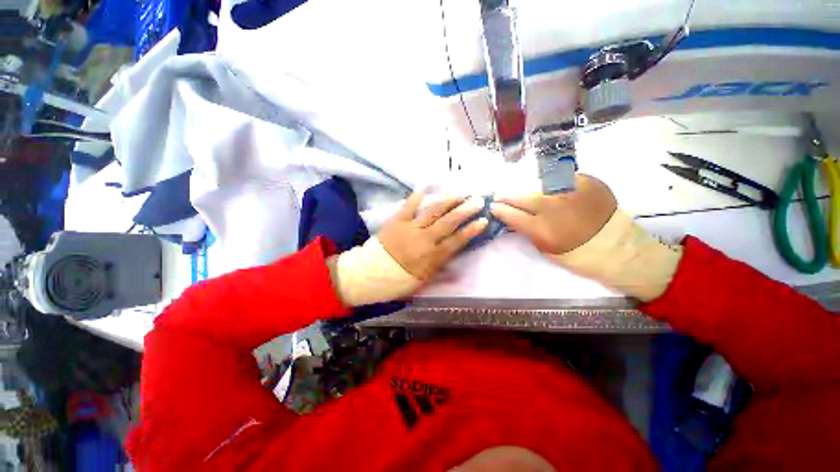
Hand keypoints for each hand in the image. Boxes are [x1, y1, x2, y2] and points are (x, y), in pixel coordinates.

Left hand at [378, 193, 488, 280]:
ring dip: (448, 201)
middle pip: (448, 222)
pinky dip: (416, 196)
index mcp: (433, 256)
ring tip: (459, 193)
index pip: (457, 241)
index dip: (471, 230)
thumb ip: (441, 272)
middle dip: (465, 211)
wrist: (373, 273)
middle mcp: (425, 239)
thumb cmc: (400, 279)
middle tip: (477, 200)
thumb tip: (459, 270)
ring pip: (433, 211)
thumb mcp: (424, 281)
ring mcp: (411, 228)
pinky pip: (408, 206)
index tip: (483, 220)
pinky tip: (425, 187)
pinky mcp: (397, 220)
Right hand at [490, 175, 616, 255]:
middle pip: (521, 196)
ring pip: (538, 184)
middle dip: (506, 195)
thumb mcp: (546, 249)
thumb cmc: (578, 255)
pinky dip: (550, 183)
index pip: (512, 215)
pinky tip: (547, 187)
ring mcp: (570, 192)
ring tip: (522, 191)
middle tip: (500, 195)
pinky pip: (560, 178)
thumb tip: (517, 218)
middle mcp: (554, 207)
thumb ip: (529, 231)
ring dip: (526, 188)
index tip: (493, 206)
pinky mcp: (587, 183)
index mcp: (543, 229)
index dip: (499, 210)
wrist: (618, 247)